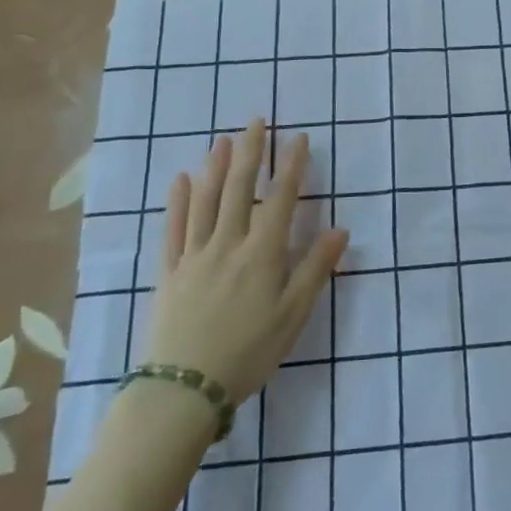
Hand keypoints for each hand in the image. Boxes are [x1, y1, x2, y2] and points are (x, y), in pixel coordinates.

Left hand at [141, 119, 347, 402]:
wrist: (183, 390)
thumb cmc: (248, 352)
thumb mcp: (293, 316)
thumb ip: (315, 269)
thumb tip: (340, 230)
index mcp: (262, 254)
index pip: (281, 199)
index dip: (291, 167)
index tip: (299, 138)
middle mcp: (228, 244)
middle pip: (240, 189)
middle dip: (251, 152)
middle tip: (256, 121)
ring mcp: (195, 255)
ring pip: (206, 201)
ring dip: (216, 167)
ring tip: (223, 139)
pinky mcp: (170, 272)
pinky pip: (174, 229)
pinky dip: (179, 201)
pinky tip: (182, 179)